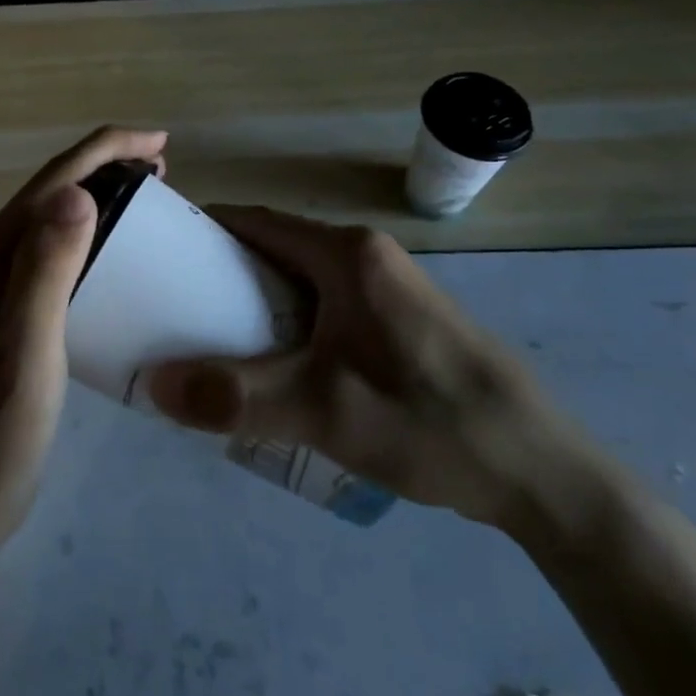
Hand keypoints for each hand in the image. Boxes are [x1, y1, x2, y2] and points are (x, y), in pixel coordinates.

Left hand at [0, 127, 169, 558]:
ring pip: (54, 221)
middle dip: (106, 168)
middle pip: (52, 192)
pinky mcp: (12, 313)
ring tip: (148, 199)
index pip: (52, 181)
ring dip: (100, 198)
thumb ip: (46, 267)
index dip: (106, 151)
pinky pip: (57, 254)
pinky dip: (92, 238)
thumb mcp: (26, 344)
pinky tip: (117, 255)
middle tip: (164, 171)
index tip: (161, 143)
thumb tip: (77, 191)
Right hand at [148, 208, 580, 529]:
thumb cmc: (428, 421)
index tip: (159, 258)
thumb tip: (152, 386)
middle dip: (223, 274)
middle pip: (275, 249)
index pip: (255, 222)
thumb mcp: (322, 411)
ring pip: (302, 280)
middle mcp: (368, 256)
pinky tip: (277, 367)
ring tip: (214, 342)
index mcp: (347, 254)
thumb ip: (233, 396)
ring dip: (257, 302)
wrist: (543, 473)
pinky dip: (291, 322)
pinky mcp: (403, 319)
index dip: (203, 232)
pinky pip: (328, 304)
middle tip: (176, 312)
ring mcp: (390, 287)